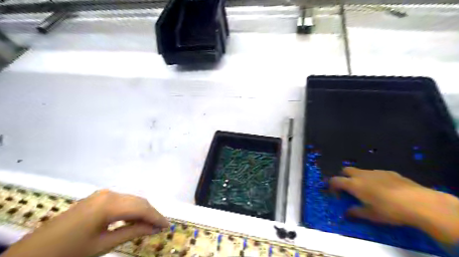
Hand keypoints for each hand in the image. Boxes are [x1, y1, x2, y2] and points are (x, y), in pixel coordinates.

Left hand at [0, 188, 168, 256]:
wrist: (34, 253)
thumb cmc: (70, 252)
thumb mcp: (103, 245)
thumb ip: (133, 232)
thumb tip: (155, 229)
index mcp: (109, 204)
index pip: (142, 208)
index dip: (157, 217)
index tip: (167, 226)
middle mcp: (109, 193)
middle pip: (139, 201)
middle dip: (152, 214)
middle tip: (161, 227)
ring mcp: (102, 194)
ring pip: (131, 200)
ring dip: (142, 211)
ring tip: (150, 225)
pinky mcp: (97, 198)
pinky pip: (122, 201)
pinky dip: (131, 210)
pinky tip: (134, 220)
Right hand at [332, 167, 458, 242]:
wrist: (419, 202)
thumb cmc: (389, 210)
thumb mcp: (370, 215)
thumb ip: (355, 212)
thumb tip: (346, 213)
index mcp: (354, 184)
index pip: (335, 180)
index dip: (332, 187)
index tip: (337, 196)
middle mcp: (362, 175)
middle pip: (345, 170)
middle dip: (343, 177)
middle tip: (349, 189)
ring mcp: (376, 172)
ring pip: (360, 171)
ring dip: (358, 178)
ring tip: (368, 191)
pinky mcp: (389, 172)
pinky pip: (375, 173)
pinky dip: (373, 179)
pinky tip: (384, 189)